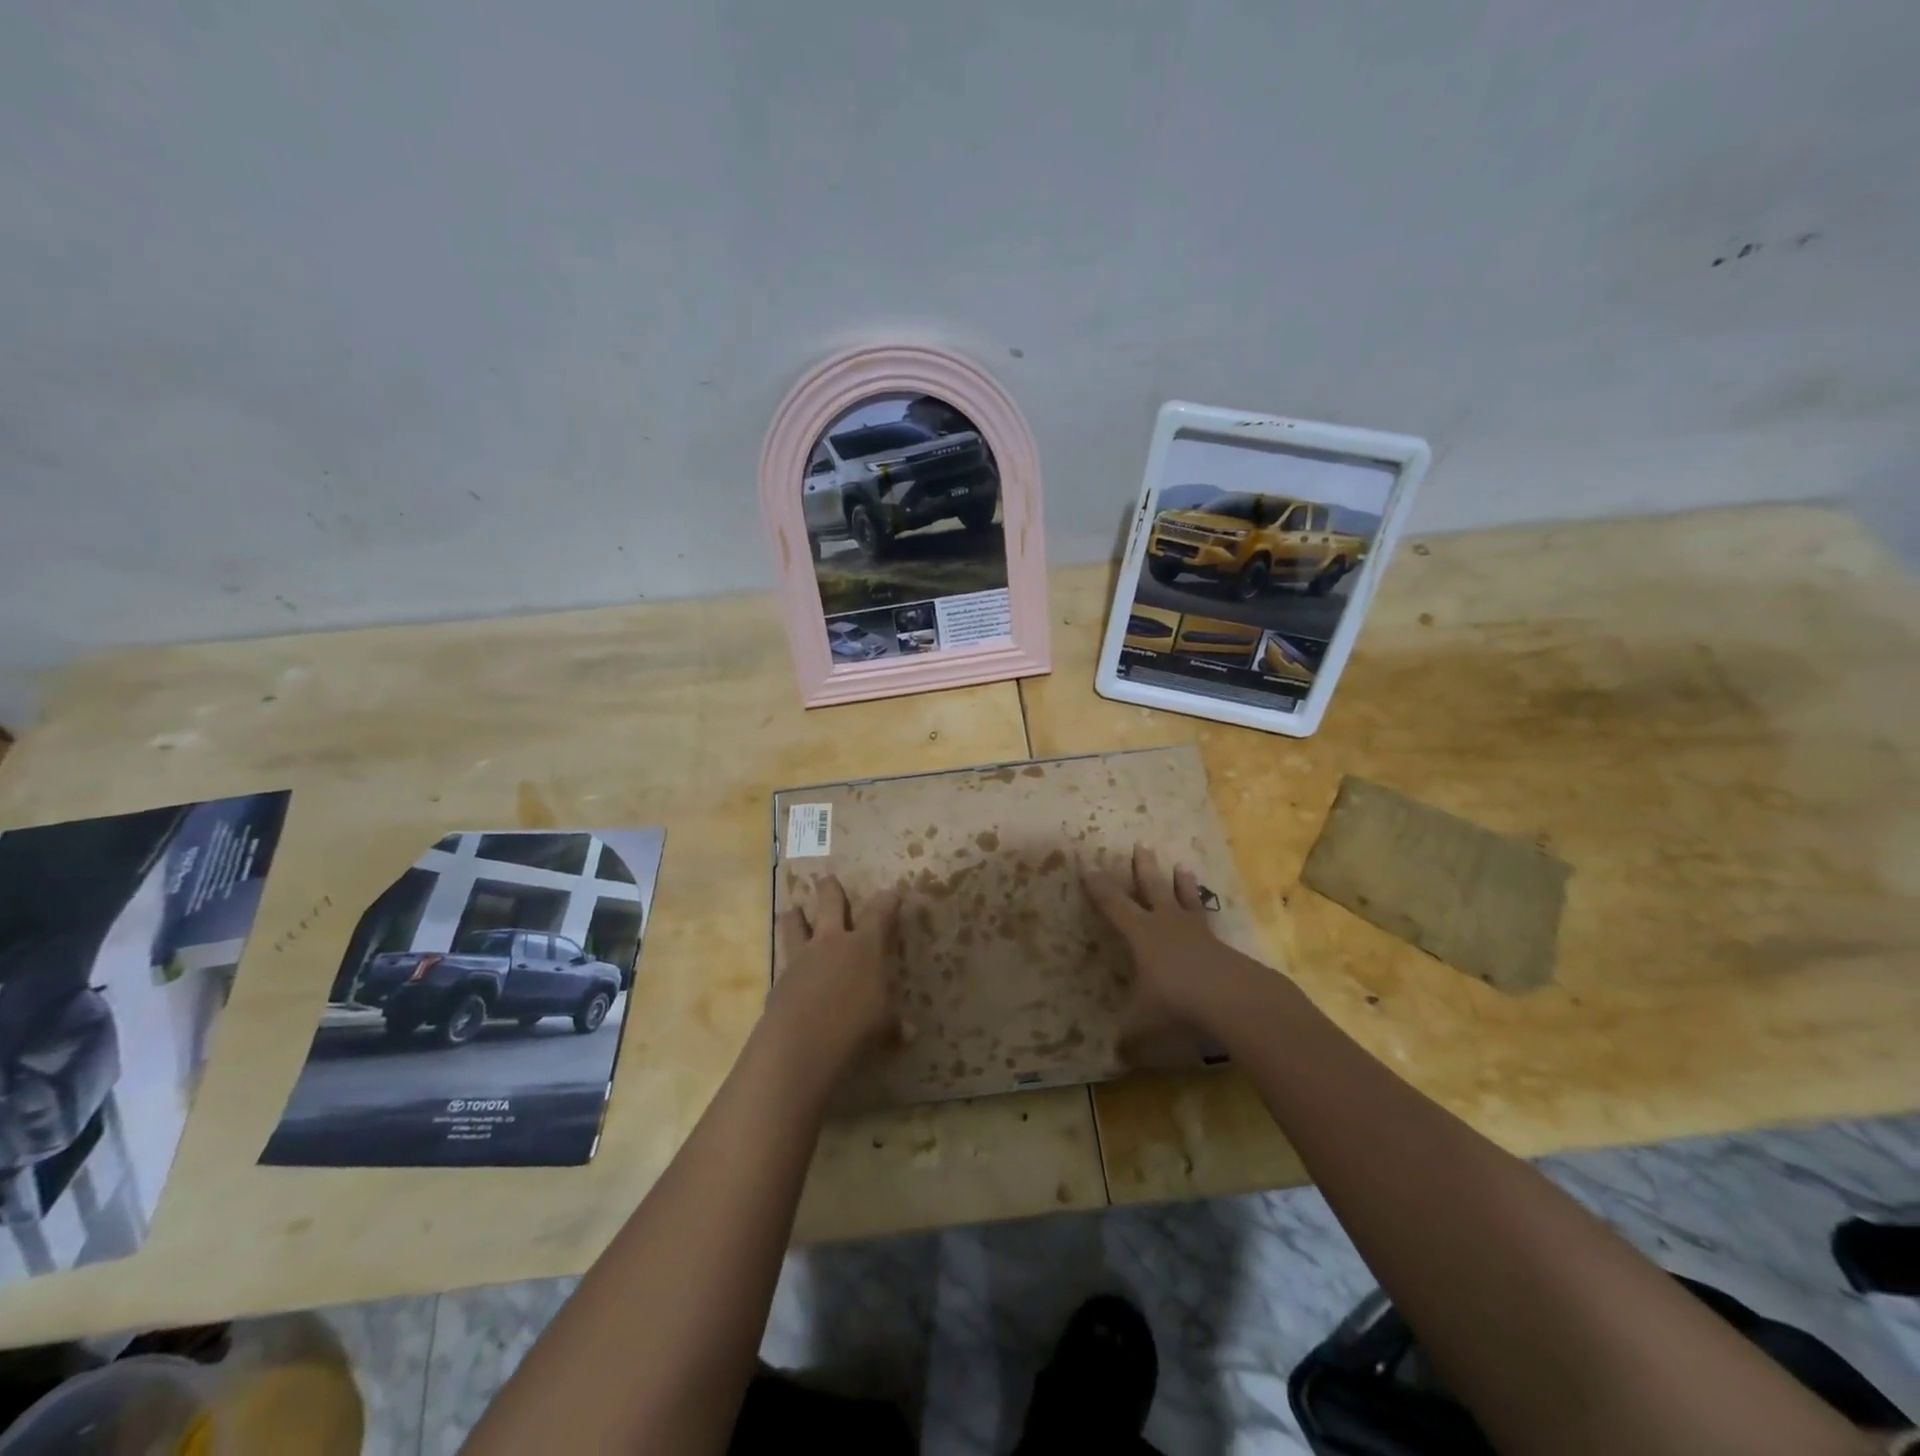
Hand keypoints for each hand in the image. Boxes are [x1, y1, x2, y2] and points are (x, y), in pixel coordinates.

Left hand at [768, 875, 906, 1074]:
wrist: (800, 1043)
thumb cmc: (855, 1026)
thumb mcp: (884, 1027)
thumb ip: (894, 1025)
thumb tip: (910, 1033)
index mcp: (865, 946)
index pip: (880, 913)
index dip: (888, 901)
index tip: (892, 893)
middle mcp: (832, 942)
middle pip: (830, 903)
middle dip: (830, 889)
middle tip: (827, 879)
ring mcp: (801, 957)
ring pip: (794, 924)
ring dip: (795, 916)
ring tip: (792, 911)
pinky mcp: (779, 978)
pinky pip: (782, 960)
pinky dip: (785, 960)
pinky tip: (786, 968)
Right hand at [1082, 844, 1250, 1065]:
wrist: (1236, 1001)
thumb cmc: (1179, 1005)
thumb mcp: (1145, 1026)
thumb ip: (1130, 1039)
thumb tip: (1117, 1056)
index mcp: (1141, 935)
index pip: (1113, 905)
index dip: (1098, 887)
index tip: (1087, 867)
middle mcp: (1167, 925)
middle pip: (1152, 889)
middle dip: (1143, 869)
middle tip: (1141, 846)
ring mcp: (1198, 933)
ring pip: (1186, 900)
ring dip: (1182, 884)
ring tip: (1183, 867)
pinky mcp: (1222, 946)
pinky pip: (1208, 922)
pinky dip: (1204, 913)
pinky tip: (1207, 915)